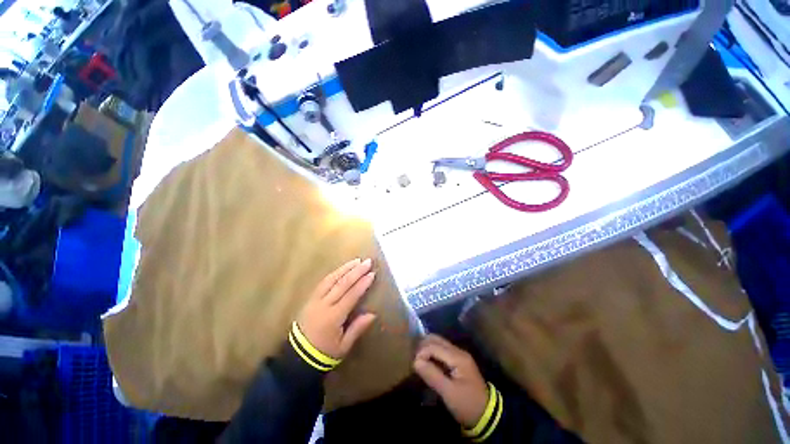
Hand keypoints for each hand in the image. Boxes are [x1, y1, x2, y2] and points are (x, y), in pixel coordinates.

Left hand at [296, 258, 376, 359]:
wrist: (298, 356)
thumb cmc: (324, 353)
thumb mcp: (343, 346)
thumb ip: (357, 328)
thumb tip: (373, 314)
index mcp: (334, 317)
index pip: (351, 295)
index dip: (362, 284)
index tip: (372, 274)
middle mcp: (324, 304)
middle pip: (342, 284)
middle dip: (356, 271)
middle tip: (367, 261)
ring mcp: (315, 300)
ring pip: (332, 279)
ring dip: (345, 268)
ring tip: (356, 261)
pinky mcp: (310, 299)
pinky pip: (323, 282)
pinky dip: (334, 273)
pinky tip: (342, 269)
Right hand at [413, 335, 488, 428]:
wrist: (486, 416)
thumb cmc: (467, 405)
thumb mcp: (449, 393)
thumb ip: (432, 375)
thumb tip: (415, 362)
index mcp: (458, 357)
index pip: (434, 346)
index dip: (422, 353)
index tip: (414, 366)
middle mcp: (458, 351)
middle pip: (436, 340)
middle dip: (423, 346)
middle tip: (414, 359)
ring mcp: (459, 355)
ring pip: (439, 343)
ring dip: (427, 349)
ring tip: (418, 360)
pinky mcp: (458, 361)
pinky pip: (442, 351)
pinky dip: (432, 353)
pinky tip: (427, 363)